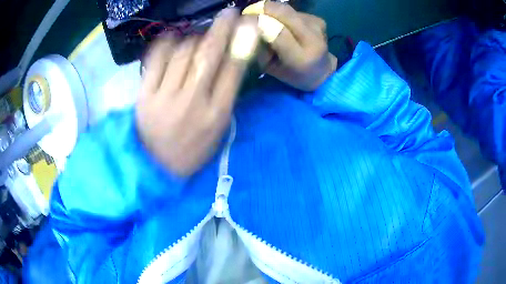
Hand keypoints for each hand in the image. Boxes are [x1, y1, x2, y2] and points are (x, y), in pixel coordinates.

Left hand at [136, 9, 258, 176]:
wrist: (156, 168)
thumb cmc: (192, 151)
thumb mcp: (218, 129)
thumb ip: (225, 96)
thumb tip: (230, 61)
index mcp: (216, 114)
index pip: (234, 68)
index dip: (243, 41)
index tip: (249, 23)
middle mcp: (193, 101)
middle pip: (209, 54)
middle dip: (222, 27)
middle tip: (229, 12)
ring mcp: (165, 96)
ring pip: (183, 52)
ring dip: (195, 37)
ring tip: (198, 35)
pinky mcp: (144, 95)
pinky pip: (156, 59)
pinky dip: (167, 43)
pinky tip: (173, 39)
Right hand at [246, 1, 336, 90]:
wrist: (322, 71)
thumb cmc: (292, 73)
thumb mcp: (271, 68)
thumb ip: (259, 49)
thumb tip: (248, 25)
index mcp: (300, 59)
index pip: (277, 33)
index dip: (259, 21)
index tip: (243, 18)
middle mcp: (314, 40)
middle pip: (284, 13)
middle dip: (262, 8)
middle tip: (249, 12)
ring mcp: (318, 27)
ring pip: (286, 9)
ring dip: (272, 12)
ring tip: (266, 20)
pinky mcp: (318, 20)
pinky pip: (293, 11)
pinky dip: (282, 14)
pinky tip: (282, 23)